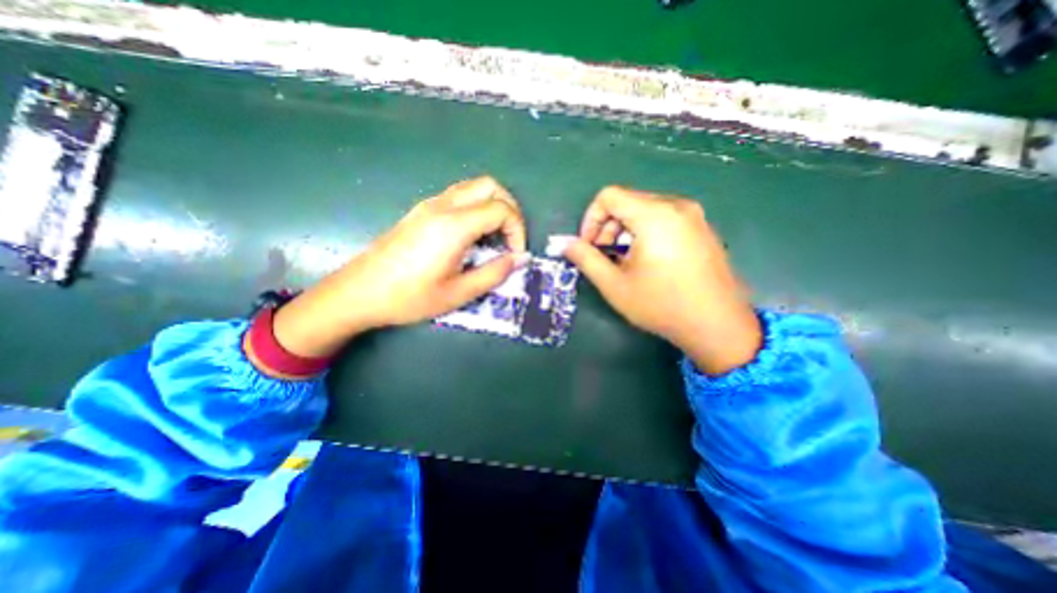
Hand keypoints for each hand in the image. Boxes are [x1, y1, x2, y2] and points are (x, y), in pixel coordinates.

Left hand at [271, 175, 528, 355]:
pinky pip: (459, 196)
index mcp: (454, 226)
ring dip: (493, 206)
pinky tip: (473, 236)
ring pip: (473, 187)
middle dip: (510, 209)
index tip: (515, 254)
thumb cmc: (409, 298)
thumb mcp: (458, 293)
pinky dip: (477, 208)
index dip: (517, 230)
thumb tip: (520, 259)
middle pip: (490, 186)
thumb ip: (494, 273)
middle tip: (511, 238)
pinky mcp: (421, 211)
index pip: (501, 209)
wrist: (358, 293)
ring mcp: (429, 205)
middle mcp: (443, 206)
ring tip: (495, 238)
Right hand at [561, 186, 760, 375]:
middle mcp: (676, 206)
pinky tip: (647, 261)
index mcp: (654, 215)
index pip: (609, 196)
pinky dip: (645, 232)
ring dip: (625, 231)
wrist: (718, 325)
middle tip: (604, 256)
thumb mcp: (614, 285)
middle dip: (607, 227)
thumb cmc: (661, 305)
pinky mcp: (702, 227)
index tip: (589, 246)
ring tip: (624, 261)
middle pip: (627, 201)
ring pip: (645, 209)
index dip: (590, 219)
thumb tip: (564, 243)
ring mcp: (693, 215)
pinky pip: (663, 218)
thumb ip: (585, 259)